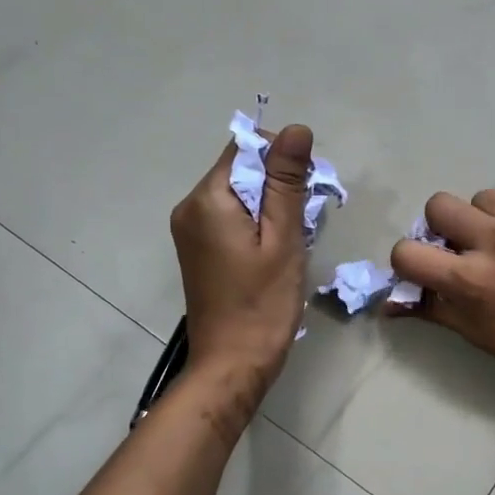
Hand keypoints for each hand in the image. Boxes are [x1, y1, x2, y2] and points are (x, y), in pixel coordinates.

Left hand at [170, 124, 314, 406]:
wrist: (232, 365)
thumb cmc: (263, 304)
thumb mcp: (283, 239)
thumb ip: (287, 182)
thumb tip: (296, 129)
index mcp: (207, 199)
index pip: (245, 147)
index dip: (281, 160)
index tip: (305, 194)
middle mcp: (190, 207)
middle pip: (240, 169)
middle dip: (277, 185)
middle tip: (303, 223)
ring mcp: (190, 230)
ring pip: (238, 194)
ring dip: (270, 206)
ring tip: (290, 242)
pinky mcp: (198, 250)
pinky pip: (230, 217)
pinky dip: (256, 224)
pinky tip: (272, 253)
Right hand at [389, 190, 494, 397]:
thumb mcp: (475, 333)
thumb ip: (430, 309)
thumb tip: (389, 303)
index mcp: (469, 279)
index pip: (406, 251)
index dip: (409, 260)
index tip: (426, 268)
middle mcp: (494, 241)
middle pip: (439, 204)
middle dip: (442, 226)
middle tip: (463, 246)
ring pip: (483, 198)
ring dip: (484, 219)